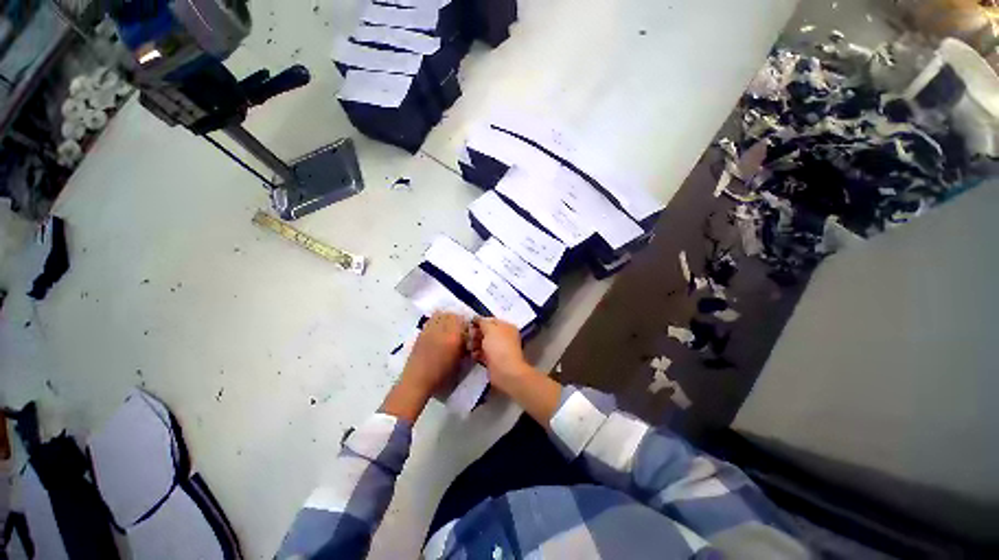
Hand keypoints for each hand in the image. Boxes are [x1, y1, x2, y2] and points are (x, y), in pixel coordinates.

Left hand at [402, 312, 468, 396]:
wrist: (417, 380)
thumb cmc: (441, 375)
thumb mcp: (459, 363)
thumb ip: (465, 348)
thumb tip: (468, 339)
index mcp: (453, 337)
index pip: (463, 321)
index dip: (468, 324)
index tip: (469, 331)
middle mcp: (441, 329)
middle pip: (452, 315)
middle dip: (458, 319)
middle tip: (461, 328)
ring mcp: (430, 329)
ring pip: (441, 314)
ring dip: (447, 318)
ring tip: (450, 327)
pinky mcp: (421, 332)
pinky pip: (431, 320)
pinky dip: (437, 320)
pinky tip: (439, 330)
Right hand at [471, 317, 531, 394]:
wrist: (505, 371)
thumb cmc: (499, 346)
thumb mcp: (490, 329)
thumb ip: (483, 322)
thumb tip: (477, 318)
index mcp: (506, 327)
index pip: (491, 320)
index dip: (480, 321)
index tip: (468, 324)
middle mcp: (504, 337)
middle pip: (487, 332)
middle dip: (476, 333)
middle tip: (467, 335)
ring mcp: (499, 349)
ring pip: (484, 343)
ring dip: (475, 343)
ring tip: (467, 346)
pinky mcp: (494, 361)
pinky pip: (483, 354)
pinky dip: (477, 354)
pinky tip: (472, 355)